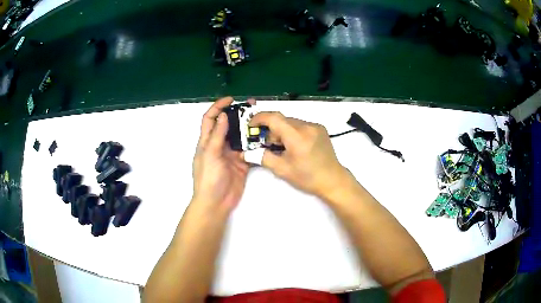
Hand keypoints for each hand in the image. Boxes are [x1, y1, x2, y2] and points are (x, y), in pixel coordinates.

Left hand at [192, 97, 253, 212]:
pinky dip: (256, 144)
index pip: (210, 119)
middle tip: (252, 105)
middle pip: (228, 125)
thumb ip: (217, 135)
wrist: (216, 203)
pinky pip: (249, 151)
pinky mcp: (242, 163)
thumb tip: (223, 115)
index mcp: (207, 141)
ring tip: (262, 119)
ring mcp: (231, 154)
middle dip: (237, 114)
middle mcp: (219, 145)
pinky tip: (265, 138)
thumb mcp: (210, 155)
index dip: (218, 107)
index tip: (231, 99)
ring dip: (249, 128)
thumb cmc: (208, 178)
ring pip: (240, 137)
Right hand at [249, 112, 351, 199]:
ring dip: (281, 131)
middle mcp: (307, 126)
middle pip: (281, 119)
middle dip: (270, 129)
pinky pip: (300, 125)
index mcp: (297, 136)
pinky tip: (294, 145)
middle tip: (267, 144)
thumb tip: (245, 153)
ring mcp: (315, 126)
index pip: (274, 117)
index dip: (259, 118)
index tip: (251, 126)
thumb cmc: (308, 178)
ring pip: (290, 122)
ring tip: (283, 147)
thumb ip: (262, 157)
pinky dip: (292, 131)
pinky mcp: (320, 128)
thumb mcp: (282, 170)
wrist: (333, 180)